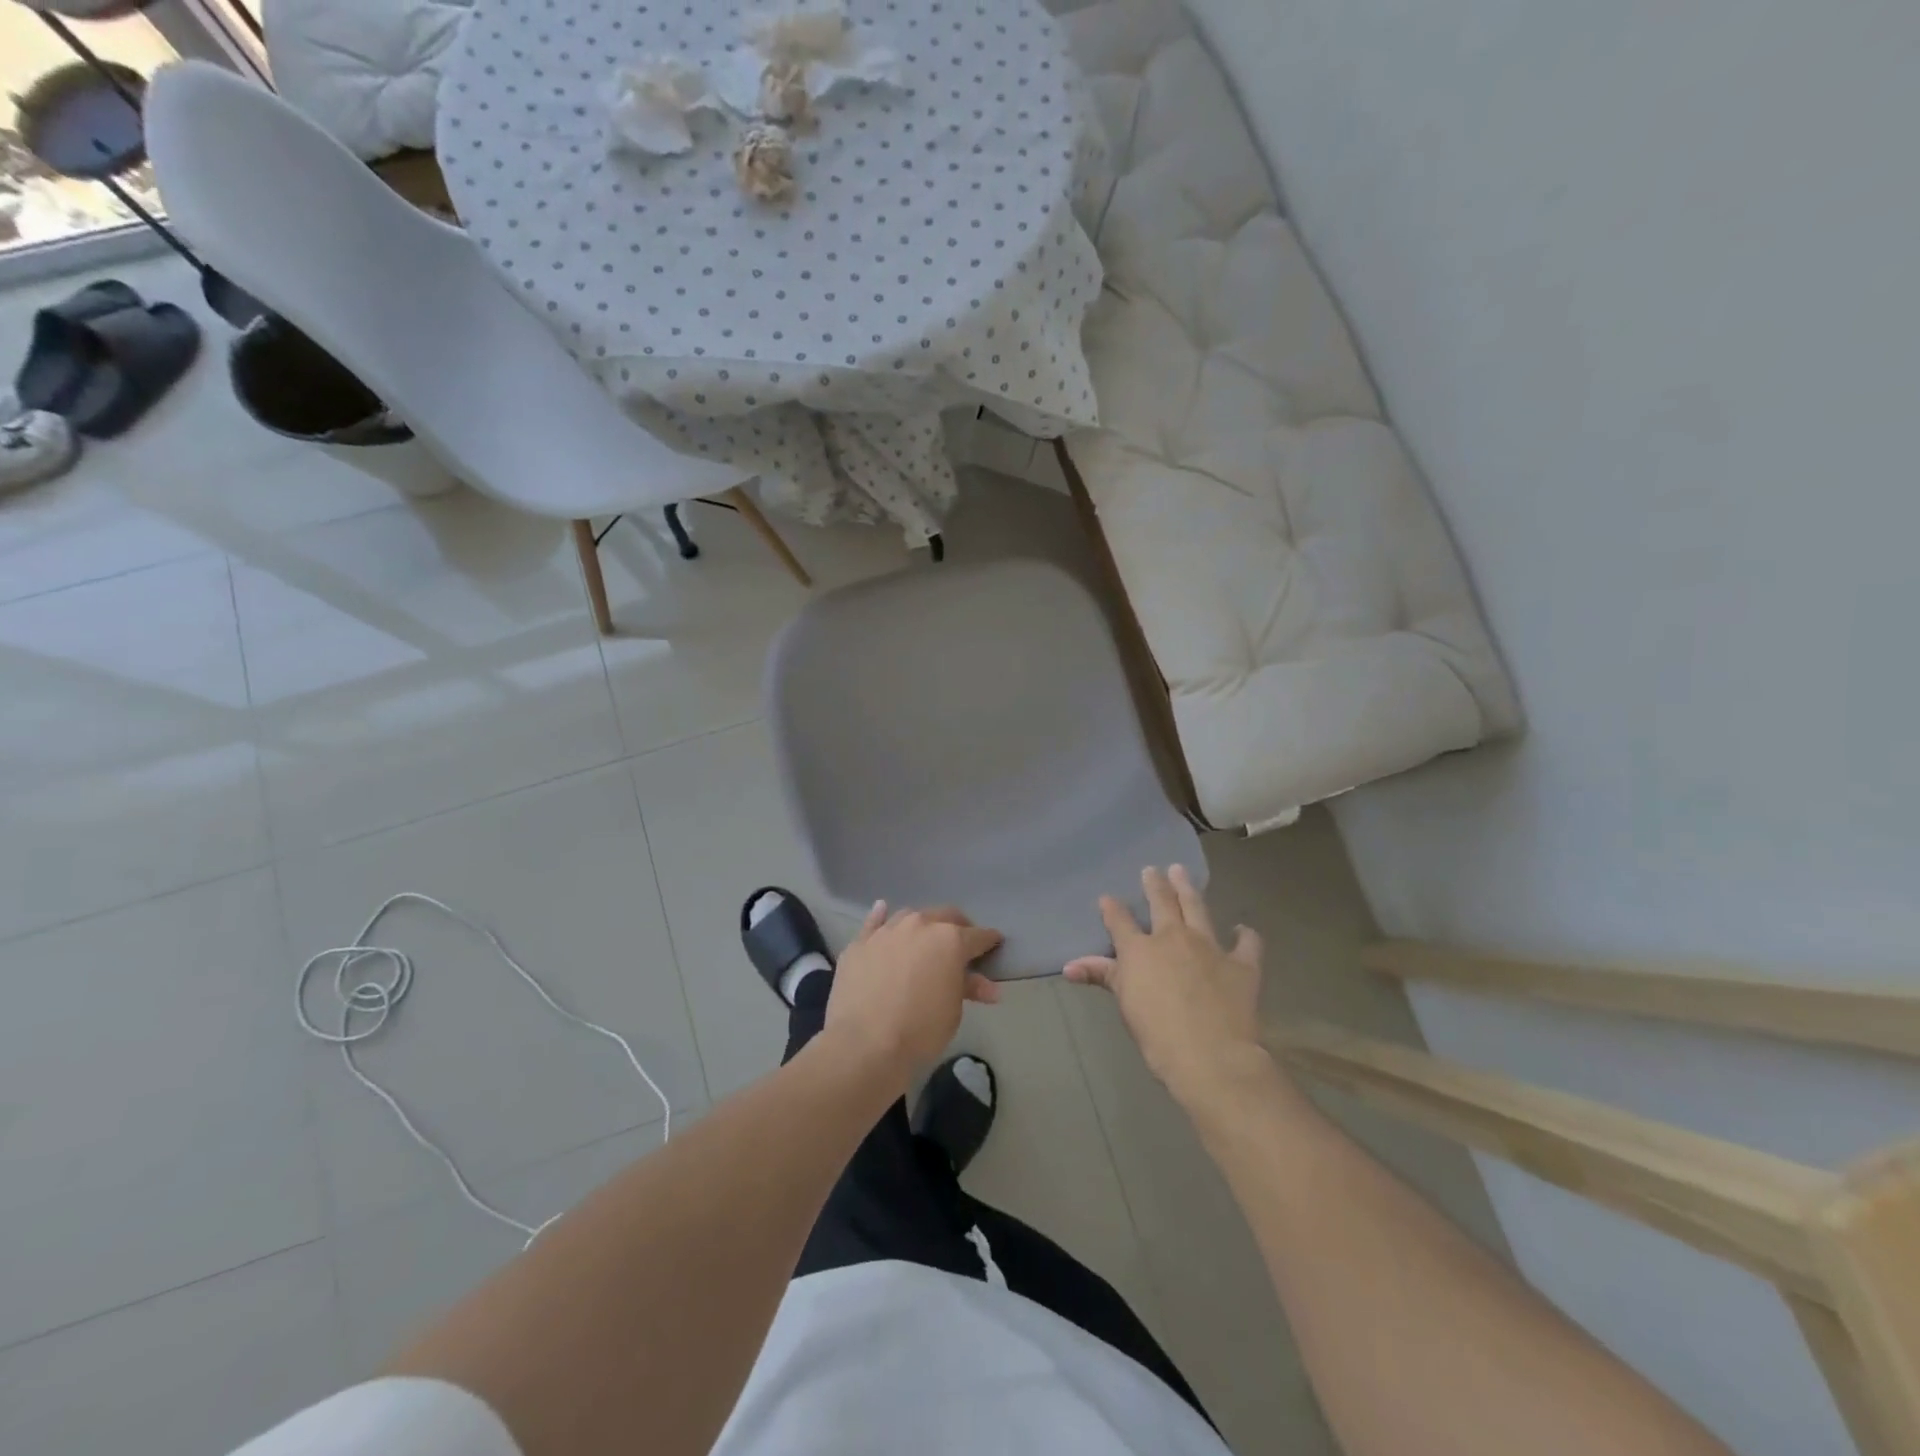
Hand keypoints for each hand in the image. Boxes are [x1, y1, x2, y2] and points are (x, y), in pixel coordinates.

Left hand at [825, 901, 1001, 1082]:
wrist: (864, 1044)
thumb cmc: (920, 1030)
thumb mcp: (953, 1012)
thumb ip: (968, 989)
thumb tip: (989, 987)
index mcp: (950, 940)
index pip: (978, 936)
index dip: (989, 940)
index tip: (995, 944)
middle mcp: (919, 925)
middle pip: (945, 916)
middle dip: (957, 926)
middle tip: (961, 942)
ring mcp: (887, 931)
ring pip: (910, 916)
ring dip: (922, 925)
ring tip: (924, 938)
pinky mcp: (860, 943)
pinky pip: (874, 922)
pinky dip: (881, 916)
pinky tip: (883, 911)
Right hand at [1065, 865, 1268, 1108]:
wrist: (1210, 1054)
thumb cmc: (1157, 1033)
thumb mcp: (1124, 1003)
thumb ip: (1102, 977)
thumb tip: (1069, 966)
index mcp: (1140, 948)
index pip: (1120, 920)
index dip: (1111, 908)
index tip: (1107, 898)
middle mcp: (1173, 937)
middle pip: (1162, 902)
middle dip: (1155, 884)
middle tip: (1152, 869)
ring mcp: (1210, 946)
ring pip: (1197, 908)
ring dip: (1188, 889)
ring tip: (1182, 872)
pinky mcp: (1242, 964)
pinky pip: (1246, 943)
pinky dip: (1245, 935)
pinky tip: (1242, 929)